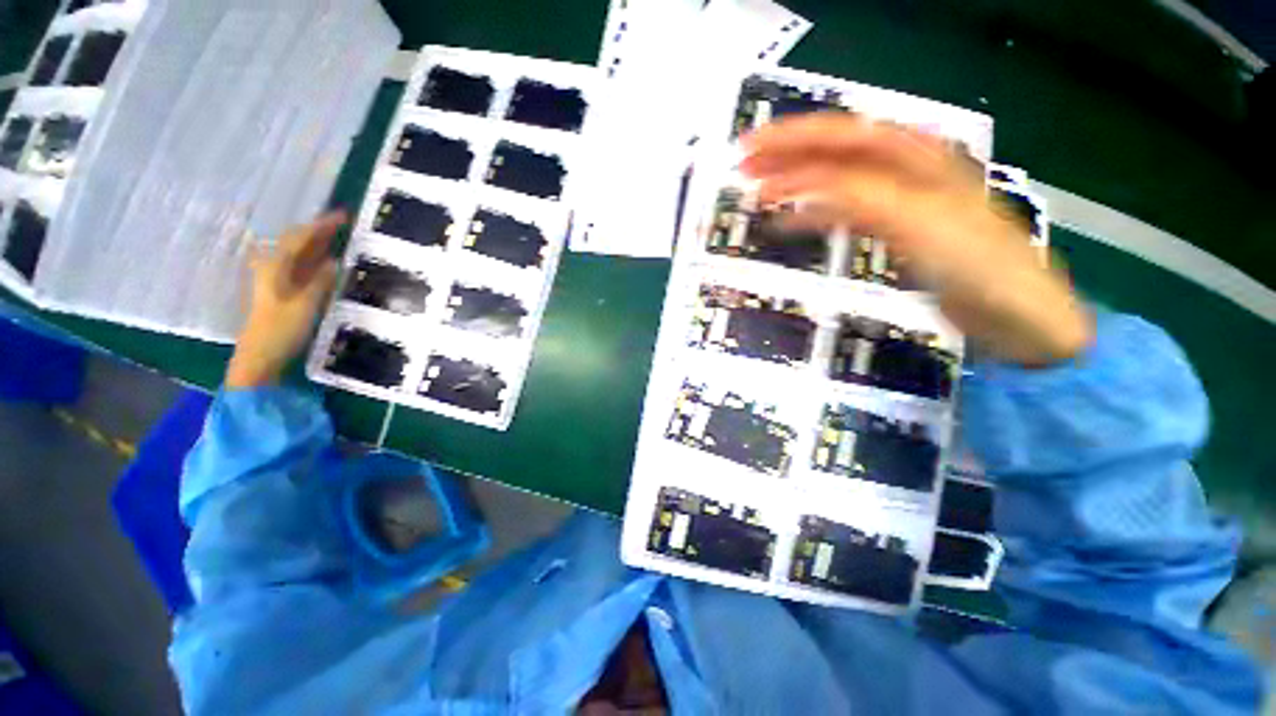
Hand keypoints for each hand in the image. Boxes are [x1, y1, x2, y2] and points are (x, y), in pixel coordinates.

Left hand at [225, 211, 346, 387]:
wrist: (260, 354)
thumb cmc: (280, 329)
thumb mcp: (305, 305)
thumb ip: (320, 282)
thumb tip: (334, 262)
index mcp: (276, 267)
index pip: (300, 238)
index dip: (321, 225)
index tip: (343, 216)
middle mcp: (274, 268)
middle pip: (297, 242)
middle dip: (319, 231)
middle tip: (344, 224)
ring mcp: (278, 279)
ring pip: (300, 254)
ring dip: (318, 244)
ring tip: (339, 237)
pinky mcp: (284, 291)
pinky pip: (302, 268)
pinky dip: (316, 260)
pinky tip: (329, 261)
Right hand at [741, 114, 1092, 366]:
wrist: (1017, 317)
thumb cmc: (982, 269)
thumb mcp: (923, 224)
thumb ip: (866, 198)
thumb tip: (807, 187)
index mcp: (916, 157)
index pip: (843, 135)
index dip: (793, 139)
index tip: (750, 150)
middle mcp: (904, 169)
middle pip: (834, 150)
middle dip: (786, 154)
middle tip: (742, 167)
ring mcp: (897, 199)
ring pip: (834, 180)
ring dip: (794, 182)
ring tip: (757, 191)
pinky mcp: (892, 229)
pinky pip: (842, 211)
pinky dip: (811, 213)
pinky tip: (789, 221)